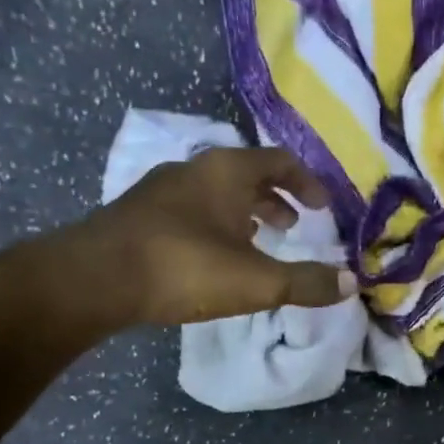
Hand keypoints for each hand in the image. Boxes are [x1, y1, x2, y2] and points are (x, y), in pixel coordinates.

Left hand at [51, 148, 355, 328]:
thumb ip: (307, 282)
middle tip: (295, 224)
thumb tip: (351, 283)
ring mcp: (161, 189)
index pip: (280, 160)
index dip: (308, 182)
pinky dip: (215, 222)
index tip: (324, 206)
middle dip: (276, 197)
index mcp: (228, 171)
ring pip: (216, 191)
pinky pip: (191, 207)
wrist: (91, 279)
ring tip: (259, 239)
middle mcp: (195, 169)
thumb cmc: (184, 267)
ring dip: (244, 211)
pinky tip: (214, 254)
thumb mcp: (258, 281)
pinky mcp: (139, 213)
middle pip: (247, 173)